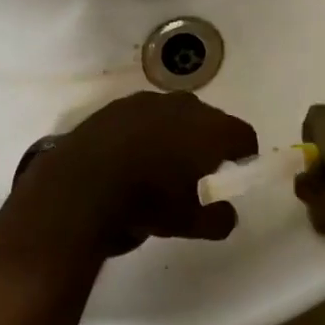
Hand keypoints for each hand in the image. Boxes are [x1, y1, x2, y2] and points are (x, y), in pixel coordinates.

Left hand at [7, 91, 256, 258]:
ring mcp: (148, 101)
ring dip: (176, 133)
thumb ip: (216, 219)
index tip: (238, 169)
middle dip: (209, 141)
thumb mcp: (186, 223)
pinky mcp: (116, 105)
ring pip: (175, 114)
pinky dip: (145, 131)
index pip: (243, 134)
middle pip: (210, 119)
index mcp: (210, 130)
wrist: (79, 184)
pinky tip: (131, 155)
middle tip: (201, 169)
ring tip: (163, 162)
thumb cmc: (145, 201)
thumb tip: (228, 215)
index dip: (245, 153)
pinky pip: (143, 117)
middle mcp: (184, 106)